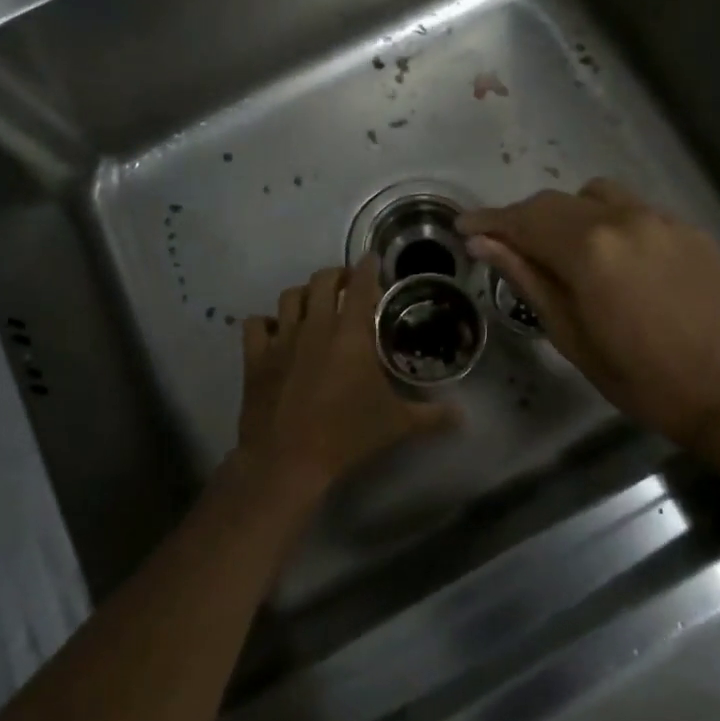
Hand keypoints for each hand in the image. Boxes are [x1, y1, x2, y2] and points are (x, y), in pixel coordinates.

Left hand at [235, 257, 454, 502]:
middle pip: (323, 280)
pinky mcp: (256, 357)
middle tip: (348, 284)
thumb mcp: (397, 425)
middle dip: (338, 275)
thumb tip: (463, 416)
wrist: (287, 460)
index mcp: (351, 334)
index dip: (368, 267)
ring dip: (305, 294)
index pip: (362, 285)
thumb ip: (432, 416)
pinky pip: (256, 324)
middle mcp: (316, 326)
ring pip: (290, 296)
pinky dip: (266, 323)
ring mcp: (282, 339)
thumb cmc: (346, 436)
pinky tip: (276, 332)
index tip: (373, 260)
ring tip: (315, 304)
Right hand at [459, 180, 719, 453]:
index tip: (464, 227)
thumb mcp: (569, 333)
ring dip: (570, 213)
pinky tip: (617, 258)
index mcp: (589, 249)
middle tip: (506, 243)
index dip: (489, 221)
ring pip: (597, 195)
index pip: (525, 220)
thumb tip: (484, 243)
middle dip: (525, 218)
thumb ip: (527, 278)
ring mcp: (660, 219)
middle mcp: (623, 219)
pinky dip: (611, 223)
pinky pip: (635, 210)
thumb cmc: (637, 376)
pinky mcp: (687, 228)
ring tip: (566, 247)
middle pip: (557, 202)